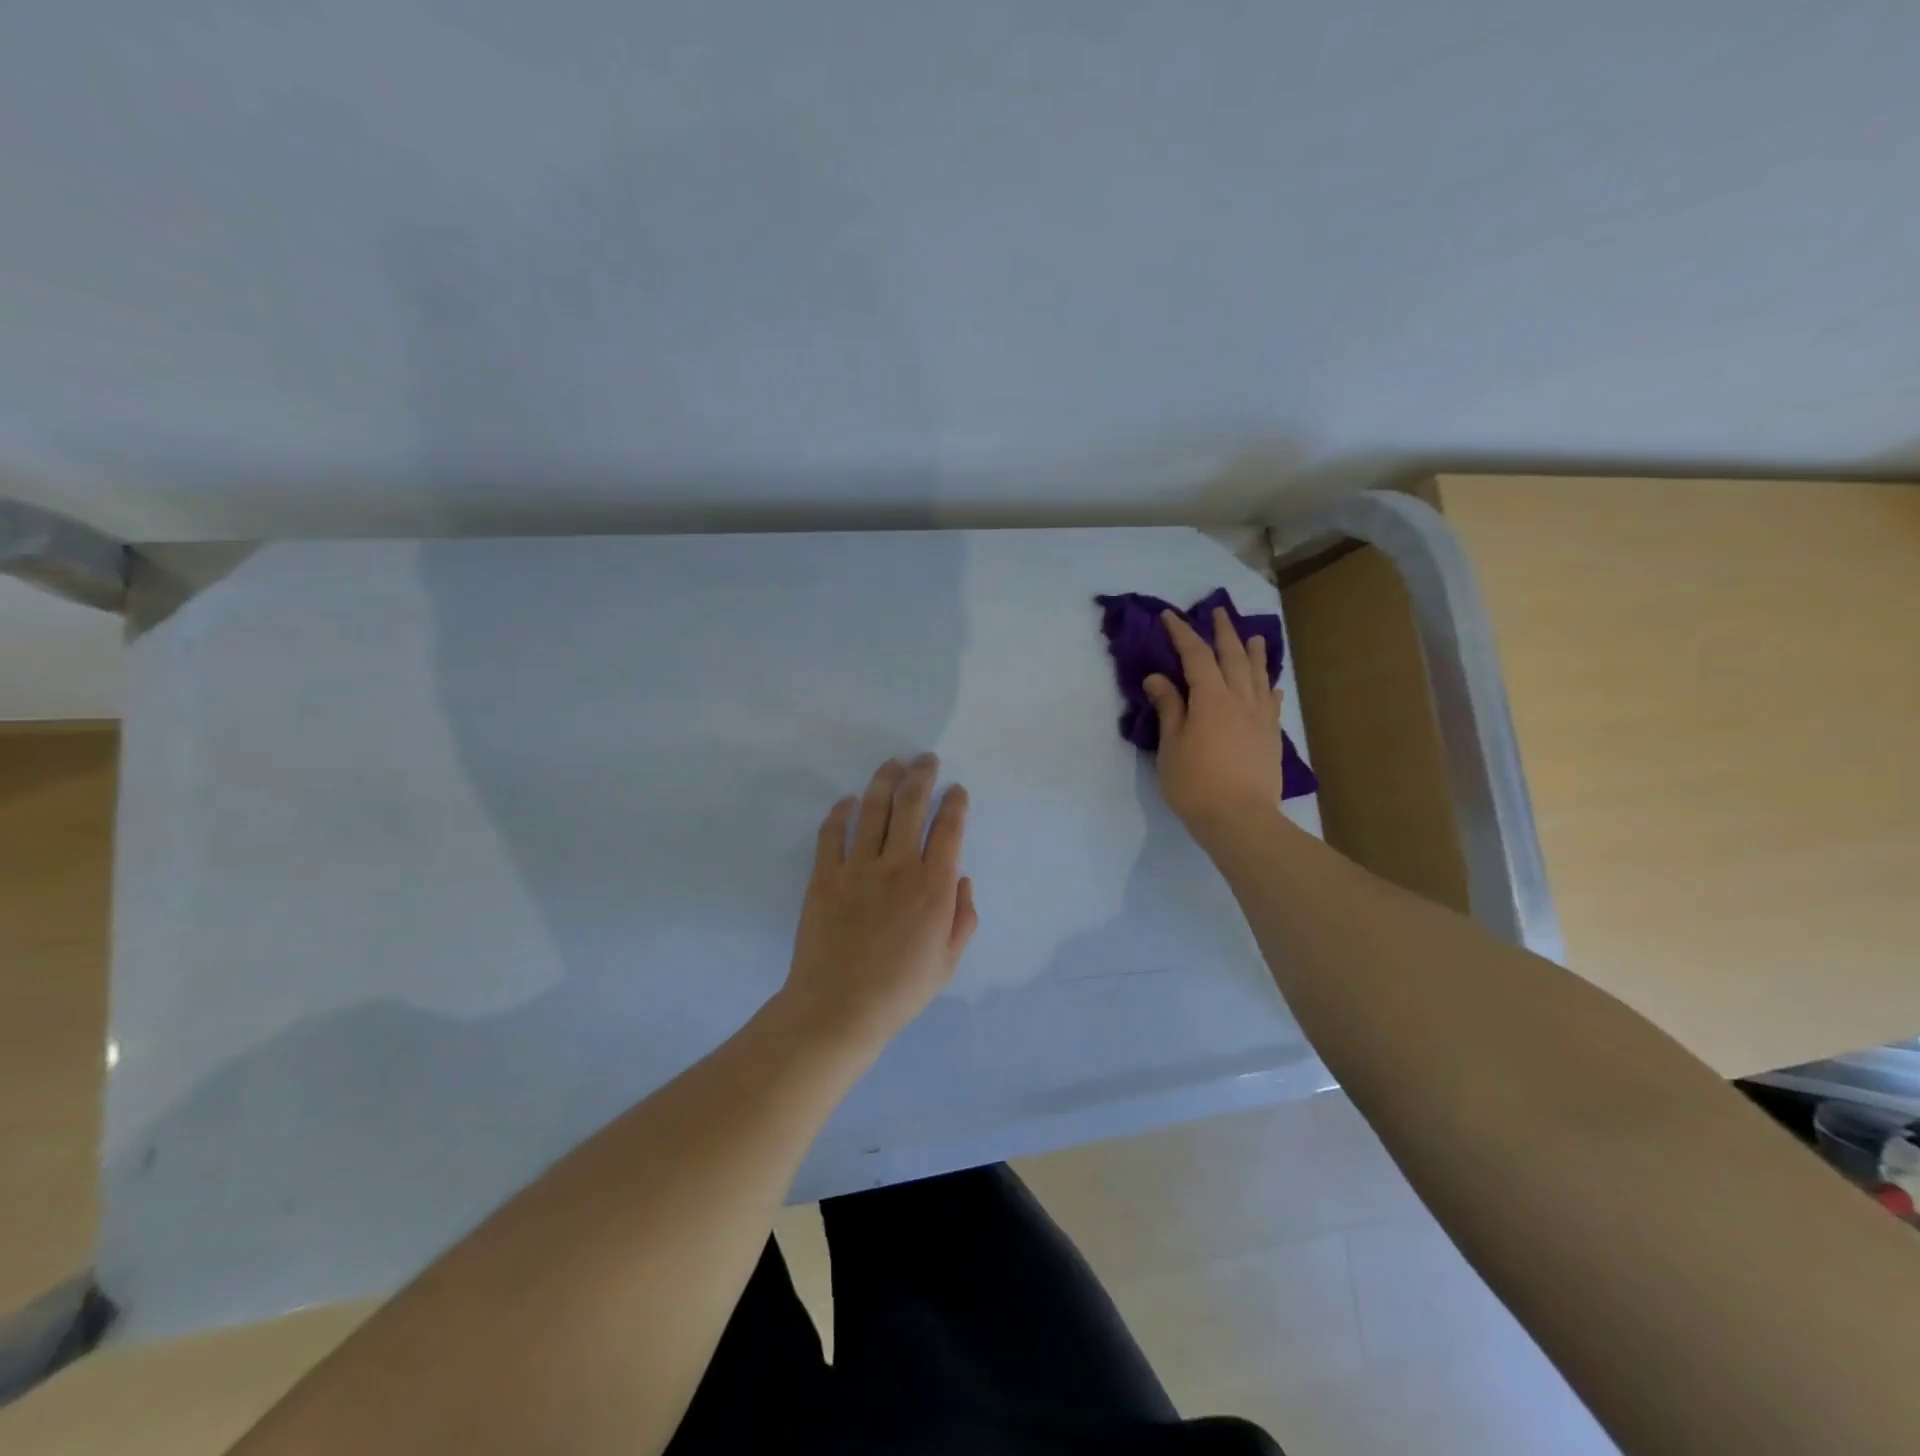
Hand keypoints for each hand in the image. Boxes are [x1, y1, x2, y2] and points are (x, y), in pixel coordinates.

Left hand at [781, 754, 977, 1051]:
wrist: (839, 1008)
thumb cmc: (900, 989)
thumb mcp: (948, 961)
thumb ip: (963, 917)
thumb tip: (962, 880)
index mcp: (934, 887)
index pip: (949, 829)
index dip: (955, 803)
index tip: (956, 790)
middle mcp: (898, 866)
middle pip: (911, 805)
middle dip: (922, 775)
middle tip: (926, 759)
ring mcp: (858, 868)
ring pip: (873, 809)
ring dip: (885, 780)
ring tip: (893, 764)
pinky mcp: (825, 876)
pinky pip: (832, 833)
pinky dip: (841, 812)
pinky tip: (848, 801)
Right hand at [1144, 607, 1286, 844]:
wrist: (1240, 819)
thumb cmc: (1195, 783)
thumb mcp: (1171, 746)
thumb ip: (1169, 708)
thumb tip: (1158, 678)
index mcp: (1211, 698)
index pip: (1196, 655)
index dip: (1182, 633)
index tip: (1170, 616)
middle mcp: (1240, 699)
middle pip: (1233, 656)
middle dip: (1223, 632)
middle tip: (1217, 612)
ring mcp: (1260, 717)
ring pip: (1258, 675)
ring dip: (1253, 652)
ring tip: (1253, 636)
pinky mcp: (1271, 736)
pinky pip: (1272, 701)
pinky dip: (1268, 686)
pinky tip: (1270, 683)